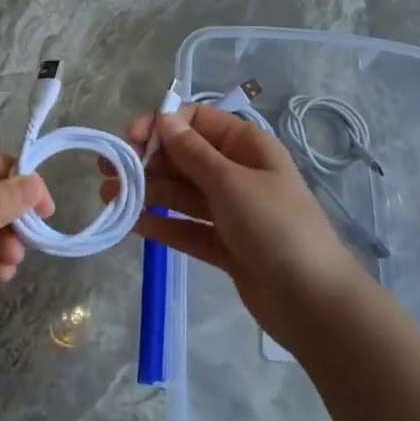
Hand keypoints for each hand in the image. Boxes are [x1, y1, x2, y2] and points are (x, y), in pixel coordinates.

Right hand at [106, 105, 372, 350]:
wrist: (313, 301)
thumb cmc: (275, 227)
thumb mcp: (231, 183)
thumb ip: (193, 153)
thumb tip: (164, 119)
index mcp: (247, 146)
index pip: (197, 121)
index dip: (162, 126)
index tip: (130, 140)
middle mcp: (237, 172)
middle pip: (184, 157)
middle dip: (147, 161)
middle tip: (107, 171)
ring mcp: (230, 210)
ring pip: (181, 193)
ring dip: (147, 192)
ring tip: (110, 198)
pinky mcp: (224, 244)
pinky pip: (186, 227)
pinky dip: (162, 224)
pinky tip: (132, 224)